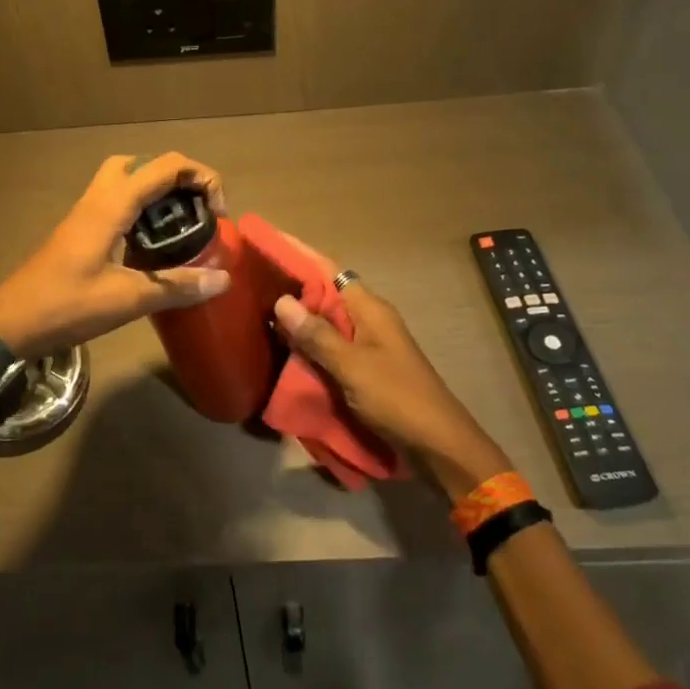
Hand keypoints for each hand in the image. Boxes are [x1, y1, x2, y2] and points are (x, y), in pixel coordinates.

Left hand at [0, 153, 232, 357]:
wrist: (10, 324)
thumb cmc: (66, 307)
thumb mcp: (127, 299)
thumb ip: (176, 286)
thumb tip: (224, 279)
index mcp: (111, 206)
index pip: (165, 166)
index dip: (201, 177)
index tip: (218, 214)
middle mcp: (97, 200)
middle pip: (139, 163)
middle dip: (174, 176)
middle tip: (194, 208)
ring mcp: (83, 215)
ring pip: (122, 181)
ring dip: (154, 192)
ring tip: (179, 224)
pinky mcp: (77, 232)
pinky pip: (113, 204)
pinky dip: (138, 210)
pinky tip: (149, 244)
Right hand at [271, 252, 510, 496]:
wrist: (438, 446)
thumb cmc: (397, 399)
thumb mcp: (352, 367)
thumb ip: (317, 335)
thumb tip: (282, 300)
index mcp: (370, 309)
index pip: (328, 270)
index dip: (298, 255)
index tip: (266, 242)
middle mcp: (368, 320)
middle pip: (325, 294)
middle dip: (291, 286)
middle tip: (251, 281)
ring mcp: (367, 345)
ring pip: (325, 321)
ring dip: (298, 319)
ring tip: (257, 310)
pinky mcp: (363, 368)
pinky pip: (329, 346)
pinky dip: (308, 344)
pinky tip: (282, 348)